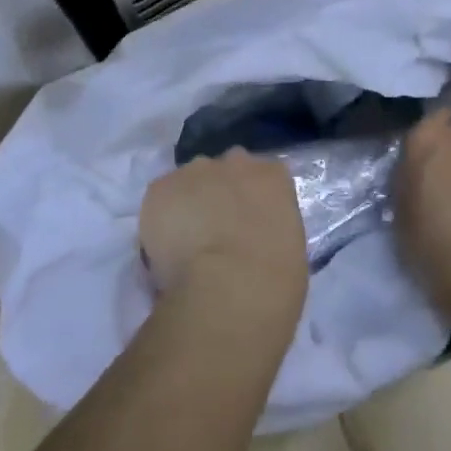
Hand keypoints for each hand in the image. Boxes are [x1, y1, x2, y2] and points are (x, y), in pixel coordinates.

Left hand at [140, 150, 307, 336]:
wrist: (229, 288)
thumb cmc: (274, 279)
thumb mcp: (290, 248)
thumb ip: (272, 228)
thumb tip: (256, 237)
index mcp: (272, 175)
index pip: (263, 177)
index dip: (252, 202)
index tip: (248, 227)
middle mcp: (235, 161)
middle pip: (225, 171)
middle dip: (220, 194)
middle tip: (216, 233)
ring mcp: (195, 171)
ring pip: (190, 182)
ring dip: (189, 204)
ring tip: (186, 244)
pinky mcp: (160, 188)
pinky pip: (160, 199)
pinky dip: (160, 220)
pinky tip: (165, 250)